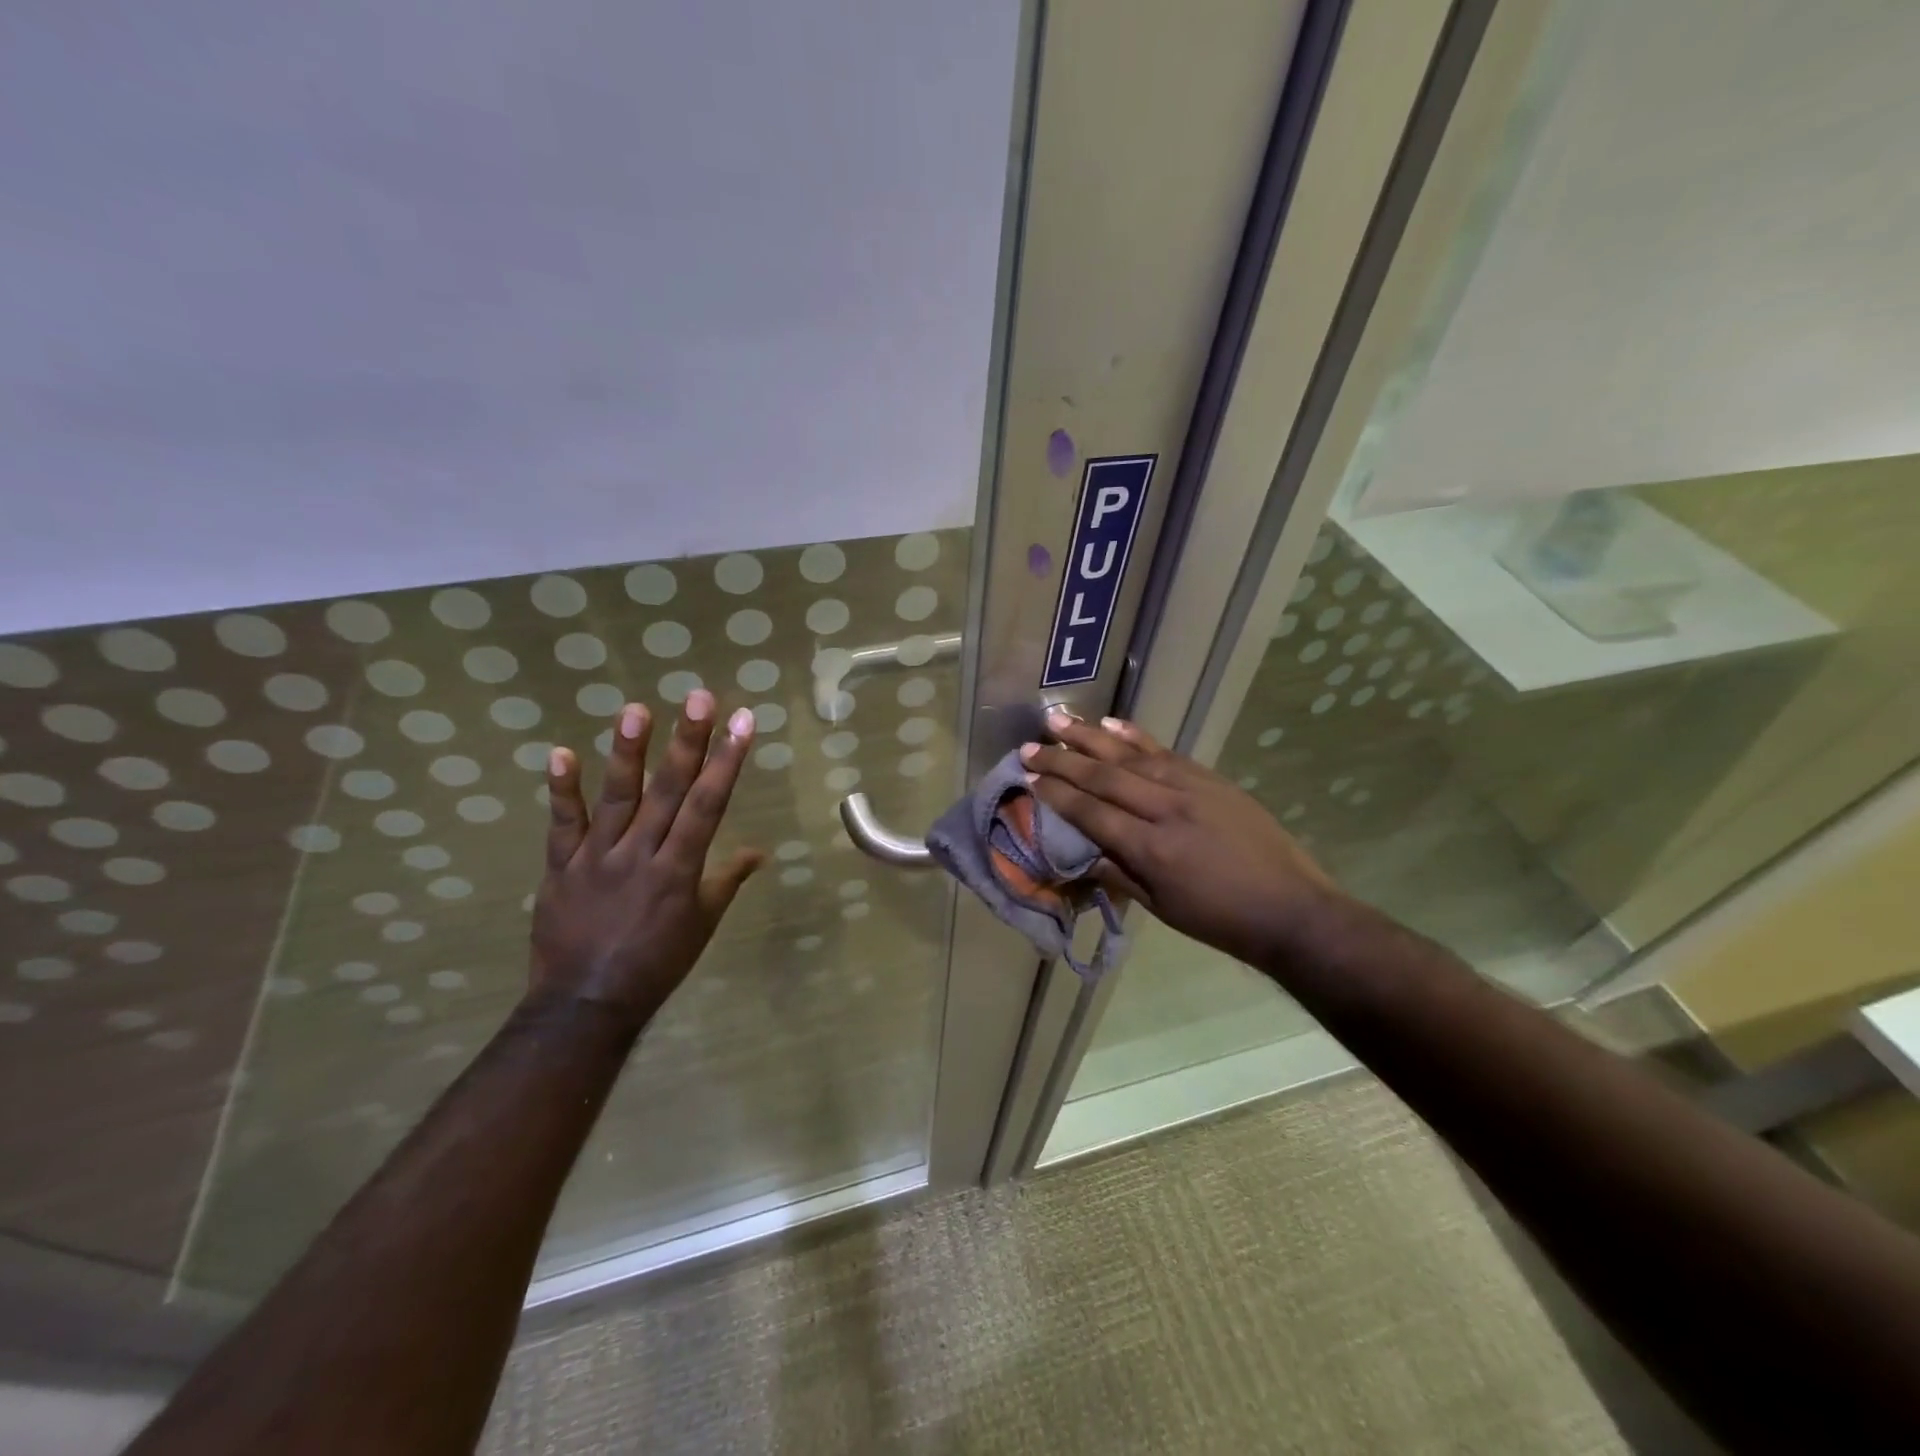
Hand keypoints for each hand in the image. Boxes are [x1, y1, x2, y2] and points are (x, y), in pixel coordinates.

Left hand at [529, 690, 762, 1029]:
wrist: (585, 1004)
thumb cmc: (656, 964)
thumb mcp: (702, 924)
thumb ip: (727, 881)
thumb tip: (760, 851)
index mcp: (680, 870)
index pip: (709, 805)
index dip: (727, 761)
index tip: (742, 722)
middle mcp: (641, 855)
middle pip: (669, 791)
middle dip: (688, 741)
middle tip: (699, 697)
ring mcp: (597, 858)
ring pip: (616, 798)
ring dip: (628, 752)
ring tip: (636, 709)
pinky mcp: (561, 867)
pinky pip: (562, 825)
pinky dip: (561, 790)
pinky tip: (561, 753)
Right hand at [1021, 711, 1337, 966]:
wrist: (1291, 908)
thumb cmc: (1220, 920)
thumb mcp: (1161, 908)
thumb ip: (1116, 874)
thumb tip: (1078, 853)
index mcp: (1151, 849)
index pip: (1092, 812)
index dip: (1056, 794)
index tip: (1028, 778)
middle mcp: (1167, 809)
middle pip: (1104, 777)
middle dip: (1062, 760)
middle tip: (1029, 747)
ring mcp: (1192, 788)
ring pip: (1131, 755)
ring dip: (1091, 737)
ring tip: (1058, 720)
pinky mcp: (1211, 779)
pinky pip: (1166, 751)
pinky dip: (1136, 736)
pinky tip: (1112, 724)